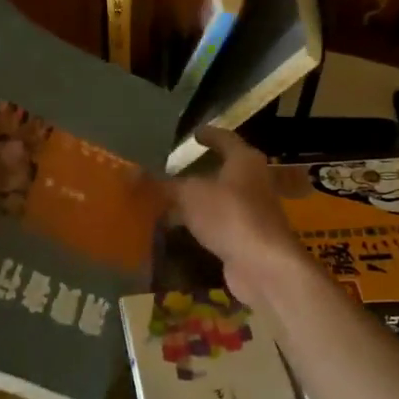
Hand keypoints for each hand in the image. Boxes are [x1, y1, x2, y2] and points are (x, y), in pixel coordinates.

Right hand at [170, 127, 310, 303]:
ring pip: (222, 199)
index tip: (195, 133)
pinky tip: (182, 229)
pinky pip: (221, 225)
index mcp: (245, 161)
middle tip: (176, 168)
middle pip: (227, 169)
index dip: (209, 135)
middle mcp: (254, 182)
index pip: (226, 139)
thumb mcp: (189, 194)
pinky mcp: (248, 239)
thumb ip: (164, 185)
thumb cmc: (229, 215)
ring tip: (172, 199)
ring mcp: (254, 212)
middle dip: (203, 169)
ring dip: (201, 200)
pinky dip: (203, 224)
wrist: (263, 265)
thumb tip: (134, 176)